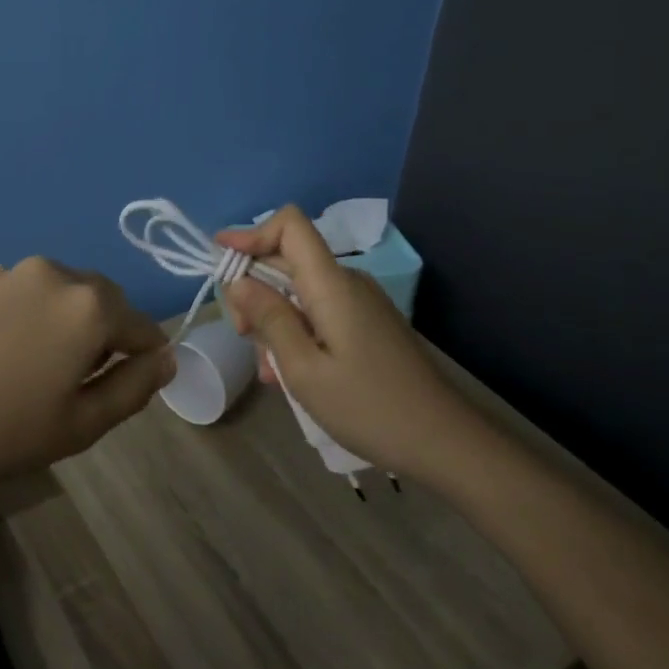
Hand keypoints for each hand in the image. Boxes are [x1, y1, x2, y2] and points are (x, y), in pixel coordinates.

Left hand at [0, 256, 173, 491]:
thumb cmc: (1, 430)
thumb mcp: (81, 424)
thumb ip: (134, 387)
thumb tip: (166, 358)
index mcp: (86, 305)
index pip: (139, 323)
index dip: (146, 352)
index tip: (137, 378)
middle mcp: (49, 273)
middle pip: (97, 298)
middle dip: (102, 330)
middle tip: (80, 377)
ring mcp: (2, 272)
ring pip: (51, 292)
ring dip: (57, 319)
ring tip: (29, 365)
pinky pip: (9, 295)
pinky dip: (16, 316)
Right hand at [218, 207, 479, 480]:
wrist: (446, 443)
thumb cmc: (369, 407)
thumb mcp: (303, 369)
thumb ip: (269, 318)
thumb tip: (239, 280)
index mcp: (331, 284)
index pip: (290, 225)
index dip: (251, 234)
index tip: (222, 263)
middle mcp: (346, 282)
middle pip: (287, 260)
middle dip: (254, 290)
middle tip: (242, 336)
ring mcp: (359, 303)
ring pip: (298, 290)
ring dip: (273, 319)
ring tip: (269, 370)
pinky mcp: (366, 324)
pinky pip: (318, 311)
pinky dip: (295, 331)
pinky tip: (289, 373)